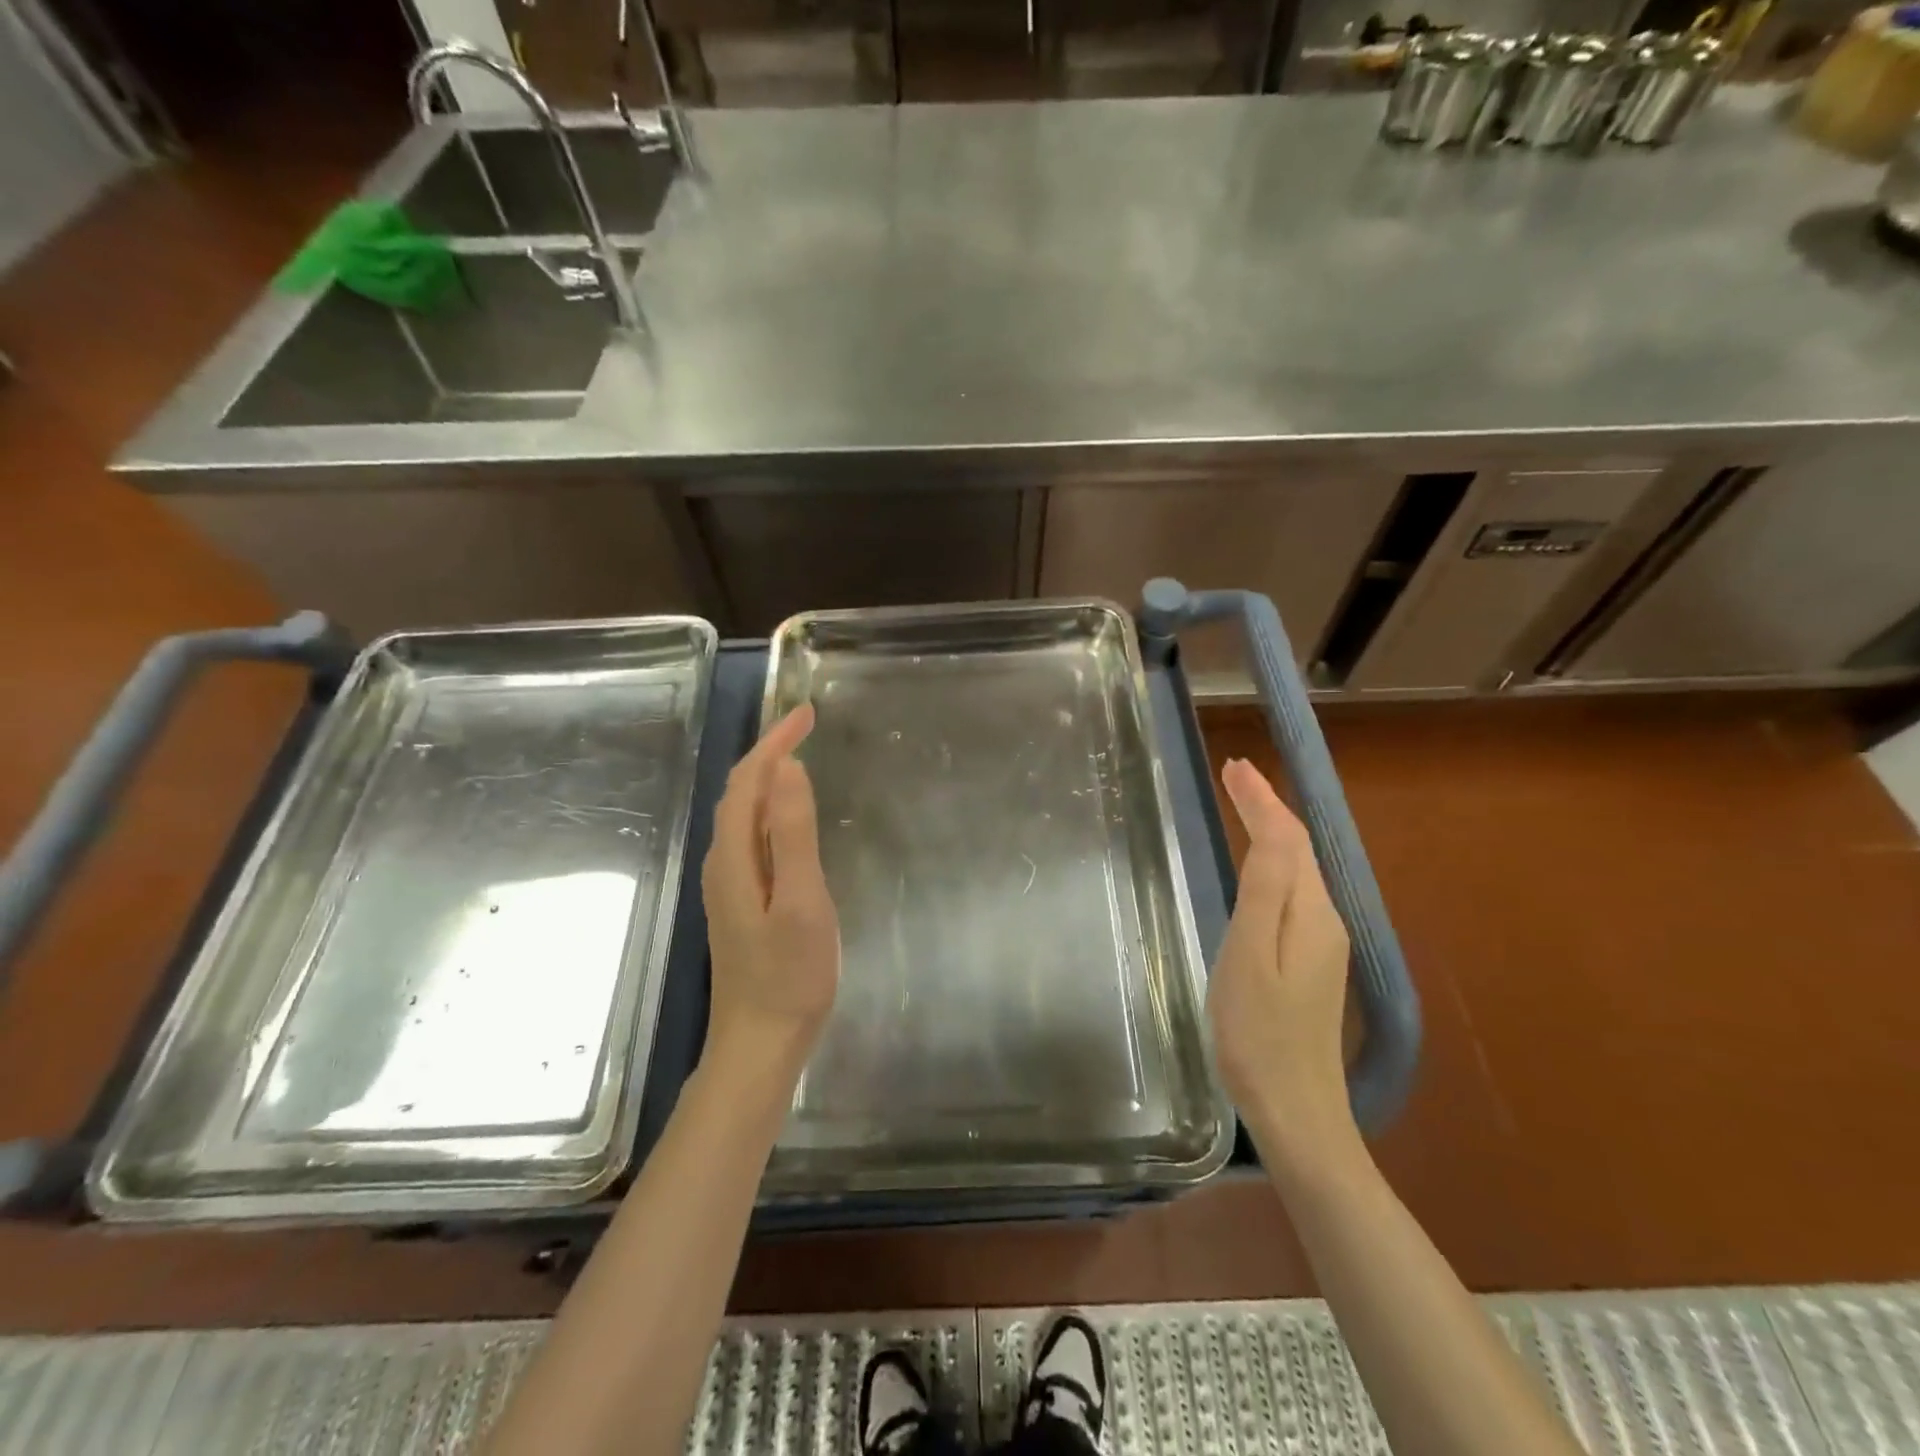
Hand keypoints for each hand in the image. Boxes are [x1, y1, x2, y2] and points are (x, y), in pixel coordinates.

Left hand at [700, 704, 840, 1084]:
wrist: (760, 1043)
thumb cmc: (790, 975)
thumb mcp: (802, 901)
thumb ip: (793, 834)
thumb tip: (788, 768)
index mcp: (735, 856)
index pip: (749, 779)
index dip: (775, 741)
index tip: (808, 713)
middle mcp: (723, 862)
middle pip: (740, 792)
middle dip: (770, 751)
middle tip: (808, 726)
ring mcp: (729, 885)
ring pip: (743, 814)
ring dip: (768, 777)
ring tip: (800, 757)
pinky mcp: (741, 902)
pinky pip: (751, 837)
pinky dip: (769, 808)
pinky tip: (790, 820)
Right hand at [1210, 758, 1357, 1167]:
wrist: (1295, 1109)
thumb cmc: (1258, 1032)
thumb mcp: (1250, 955)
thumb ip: (1264, 891)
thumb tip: (1274, 831)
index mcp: (1309, 913)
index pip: (1287, 838)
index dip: (1261, 799)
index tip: (1234, 765)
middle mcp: (1324, 920)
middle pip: (1298, 849)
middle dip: (1268, 806)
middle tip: (1235, 774)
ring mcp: (1321, 944)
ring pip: (1298, 869)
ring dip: (1272, 830)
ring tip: (1244, 804)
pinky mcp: (1310, 963)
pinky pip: (1293, 893)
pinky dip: (1274, 862)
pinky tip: (1259, 866)